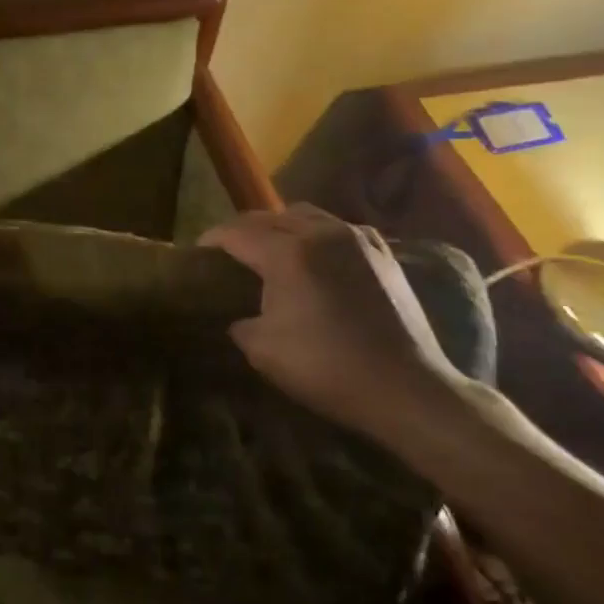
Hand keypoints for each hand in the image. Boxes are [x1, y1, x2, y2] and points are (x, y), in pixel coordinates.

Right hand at [200, 205, 460, 444]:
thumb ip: (240, 322)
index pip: (235, 233)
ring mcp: (356, 238)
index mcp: (286, 253)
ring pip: (304, 215)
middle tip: (227, 253)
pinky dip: (314, 234)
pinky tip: (314, 256)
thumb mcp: (262, 351)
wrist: (406, 388)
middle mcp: (320, 233)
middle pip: (267, 217)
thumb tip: (238, 316)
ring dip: (279, 227)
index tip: (197, 254)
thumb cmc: (327, 368)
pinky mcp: (382, 252)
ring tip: (269, 249)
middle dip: (242, 231)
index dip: (211, 241)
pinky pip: (337, 228)